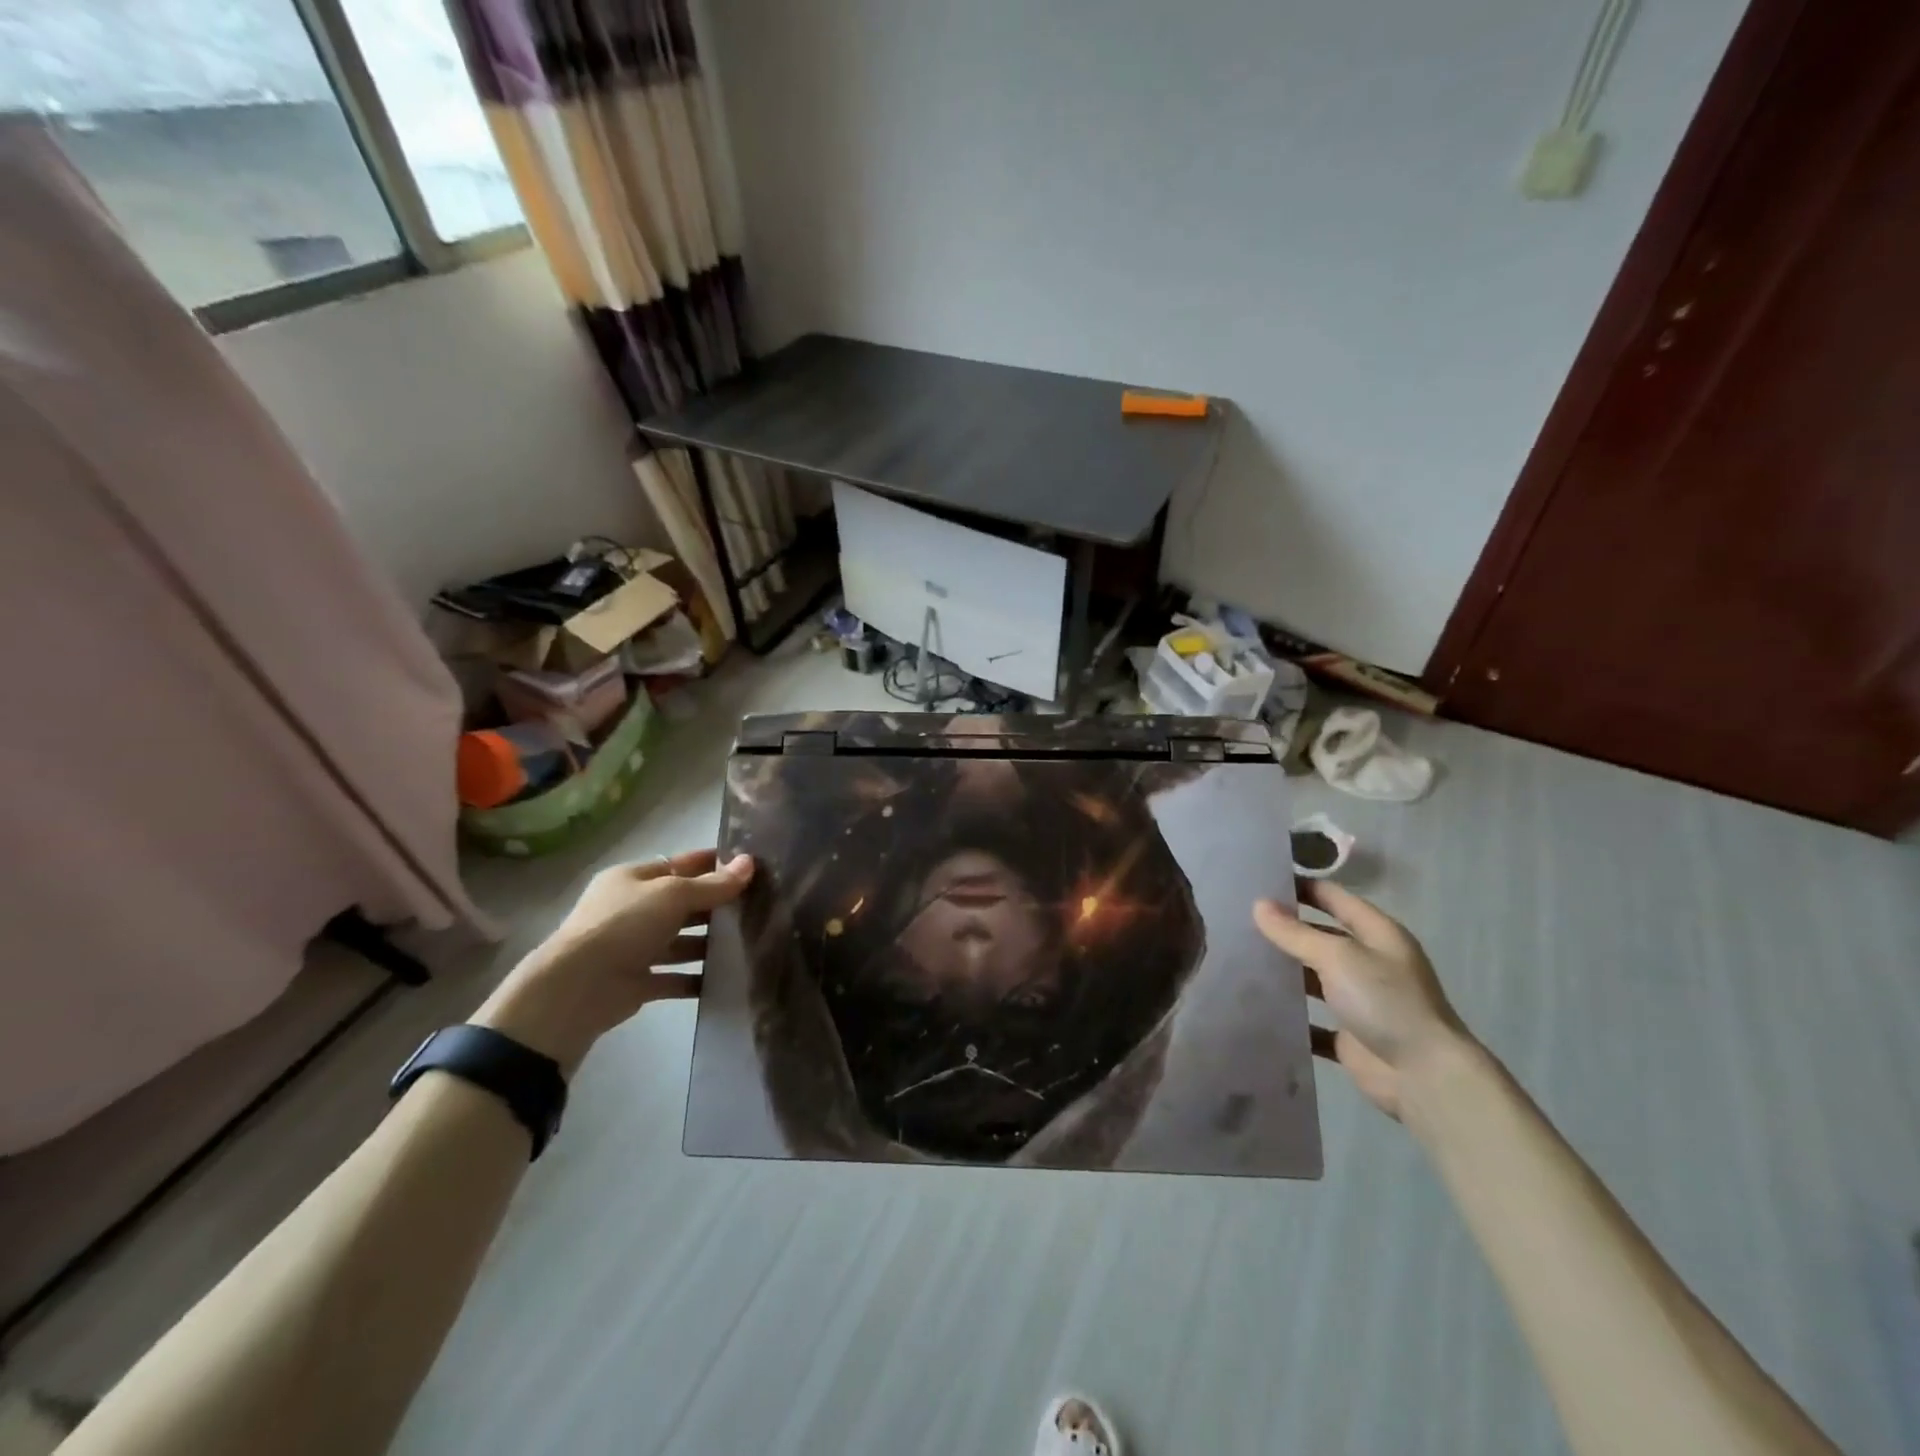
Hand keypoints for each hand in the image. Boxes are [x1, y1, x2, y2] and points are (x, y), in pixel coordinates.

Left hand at [472, 850, 753, 1074]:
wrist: (578, 988)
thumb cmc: (624, 925)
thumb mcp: (672, 894)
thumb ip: (713, 884)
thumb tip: (750, 863)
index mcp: (633, 879)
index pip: (680, 864)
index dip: (713, 864)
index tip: (750, 866)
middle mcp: (633, 910)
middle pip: (683, 903)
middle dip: (717, 905)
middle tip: (761, 905)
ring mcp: (634, 947)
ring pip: (682, 941)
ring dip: (711, 943)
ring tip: (752, 941)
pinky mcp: (639, 982)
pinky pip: (676, 978)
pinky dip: (699, 978)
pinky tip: (729, 977)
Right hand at [1254, 880, 1470, 1119]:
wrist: (1424, 1077)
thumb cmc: (1385, 1002)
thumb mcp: (1338, 956)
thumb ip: (1295, 933)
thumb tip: (1258, 905)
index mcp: (1377, 934)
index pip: (1333, 898)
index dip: (1300, 887)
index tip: (1258, 880)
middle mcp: (1370, 963)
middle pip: (1321, 937)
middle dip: (1285, 929)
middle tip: (1237, 919)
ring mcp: (1360, 1001)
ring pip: (1313, 978)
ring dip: (1284, 972)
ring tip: (1237, 959)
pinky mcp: (1349, 1036)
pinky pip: (1311, 1020)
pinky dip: (1289, 1015)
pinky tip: (1254, 1006)